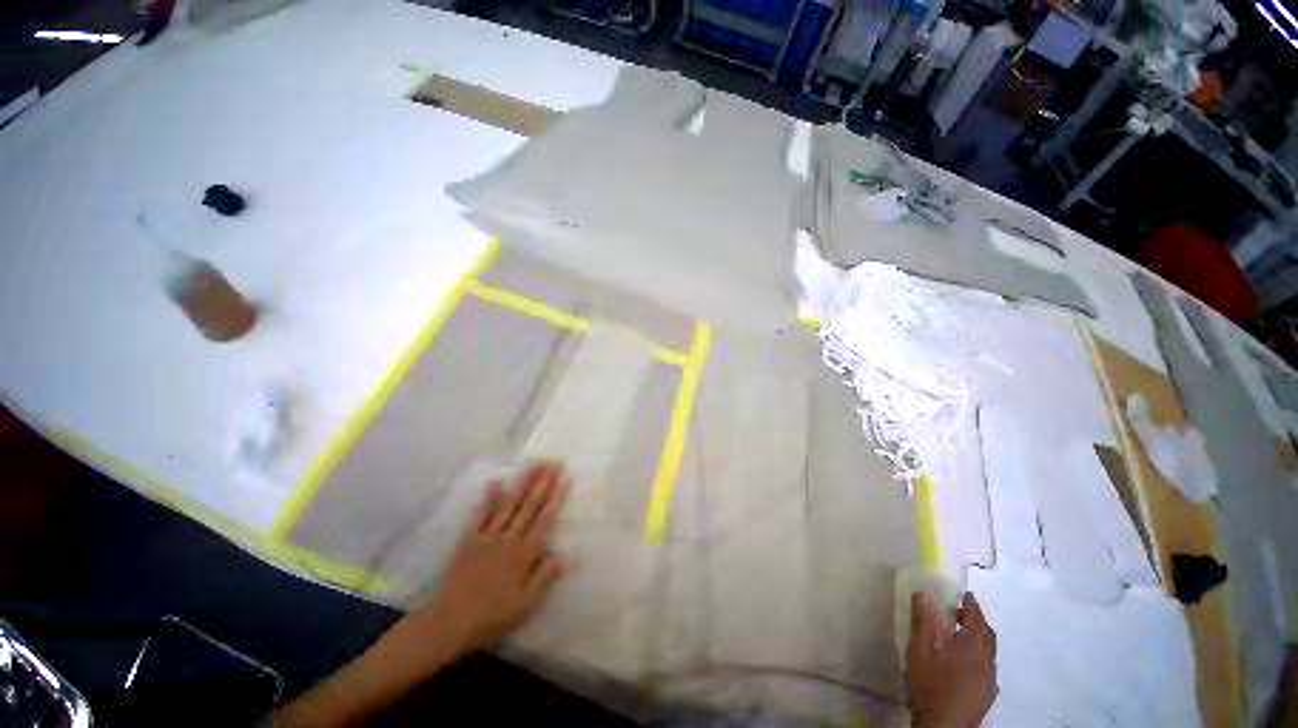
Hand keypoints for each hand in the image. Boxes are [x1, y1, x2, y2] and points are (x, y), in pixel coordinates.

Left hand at [420, 460, 570, 655]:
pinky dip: (488, 498)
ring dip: (523, 483)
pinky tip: (495, 481)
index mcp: (524, 554)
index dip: (557, 497)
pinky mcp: (469, 540)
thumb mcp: (525, 606)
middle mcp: (509, 539)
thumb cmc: (492, 617)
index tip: (566, 478)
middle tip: (554, 461)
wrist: (449, 624)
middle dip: (544, 482)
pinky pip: (480, 516)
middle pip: (530, 506)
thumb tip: (566, 558)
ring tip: (534, 464)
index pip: (545, 519)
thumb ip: (545, 579)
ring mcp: (488, 537)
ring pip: (509, 505)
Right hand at [907, 591, 997, 727]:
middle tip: (961, 612)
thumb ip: (924, 620)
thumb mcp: (921, 647)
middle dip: (977, 621)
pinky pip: (986, 667)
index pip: (977, 620)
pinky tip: (963, 663)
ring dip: (978, 640)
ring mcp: (989, 680)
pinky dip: (977, 656)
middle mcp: (987, 660)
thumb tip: (923, 593)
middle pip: (988, 636)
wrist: (944, 723)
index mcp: (973, 646)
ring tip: (960, 636)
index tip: (965, 594)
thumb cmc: (932, 681)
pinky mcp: (986, 694)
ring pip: (988, 653)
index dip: (972, 605)